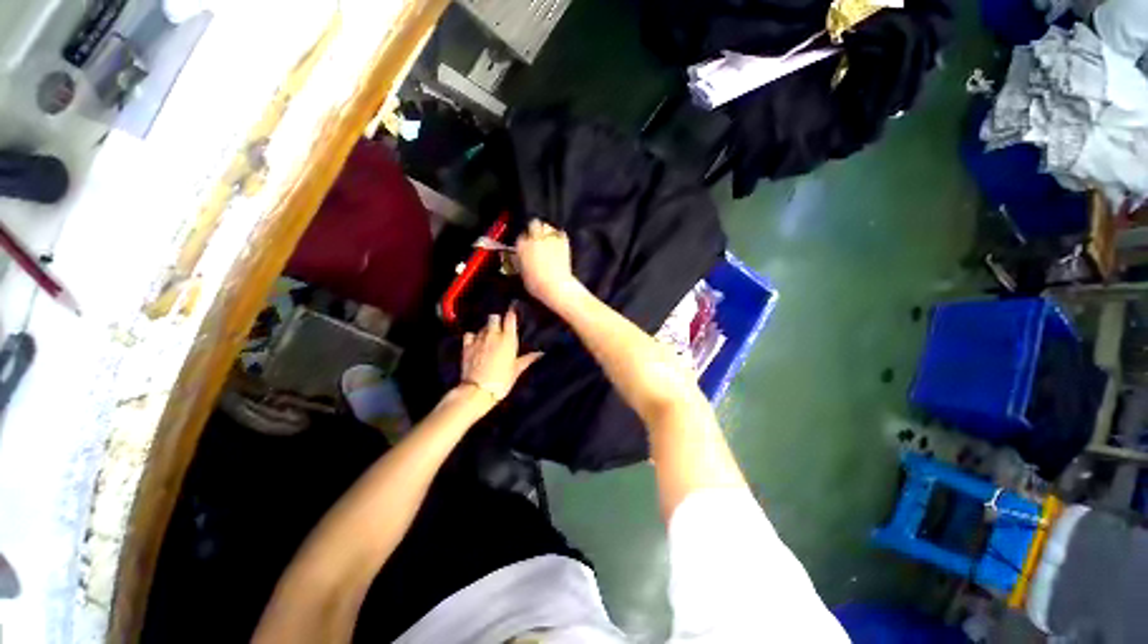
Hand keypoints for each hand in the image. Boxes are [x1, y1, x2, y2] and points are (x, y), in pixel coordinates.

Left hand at [460, 308, 542, 402]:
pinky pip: (469, 334)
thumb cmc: (502, 380)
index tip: (513, 312)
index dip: (511, 313)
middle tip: (501, 328)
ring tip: (490, 338)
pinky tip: (475, 342)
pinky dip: (473, 337)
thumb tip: (540, 353)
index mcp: (508, 339)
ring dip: (487, 330)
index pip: (510, 317)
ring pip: (483, 326)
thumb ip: (528, 359)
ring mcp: (478, 340)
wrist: (478, 390)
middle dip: (497, 320)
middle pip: (494, 317)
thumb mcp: (517, 370)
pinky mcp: (466, 346)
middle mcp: (493, 335)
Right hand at [516, 219, 580, 308]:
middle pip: (533, 224)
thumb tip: (519, 258)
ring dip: (547, 231)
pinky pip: (560, 233)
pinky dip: (559, 236)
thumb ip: (520, 262)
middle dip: (535, 229)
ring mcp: (549, 239)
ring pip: (547, 226)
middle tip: (537, 238)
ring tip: (548, 239)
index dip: (524, 242)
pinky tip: (559, 242)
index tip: (527, 247)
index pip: (520, 237)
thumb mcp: (522, 274)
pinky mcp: (563, 242)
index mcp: (521, 246)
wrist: (556, 285)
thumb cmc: (536, 284)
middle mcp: (534, 239)